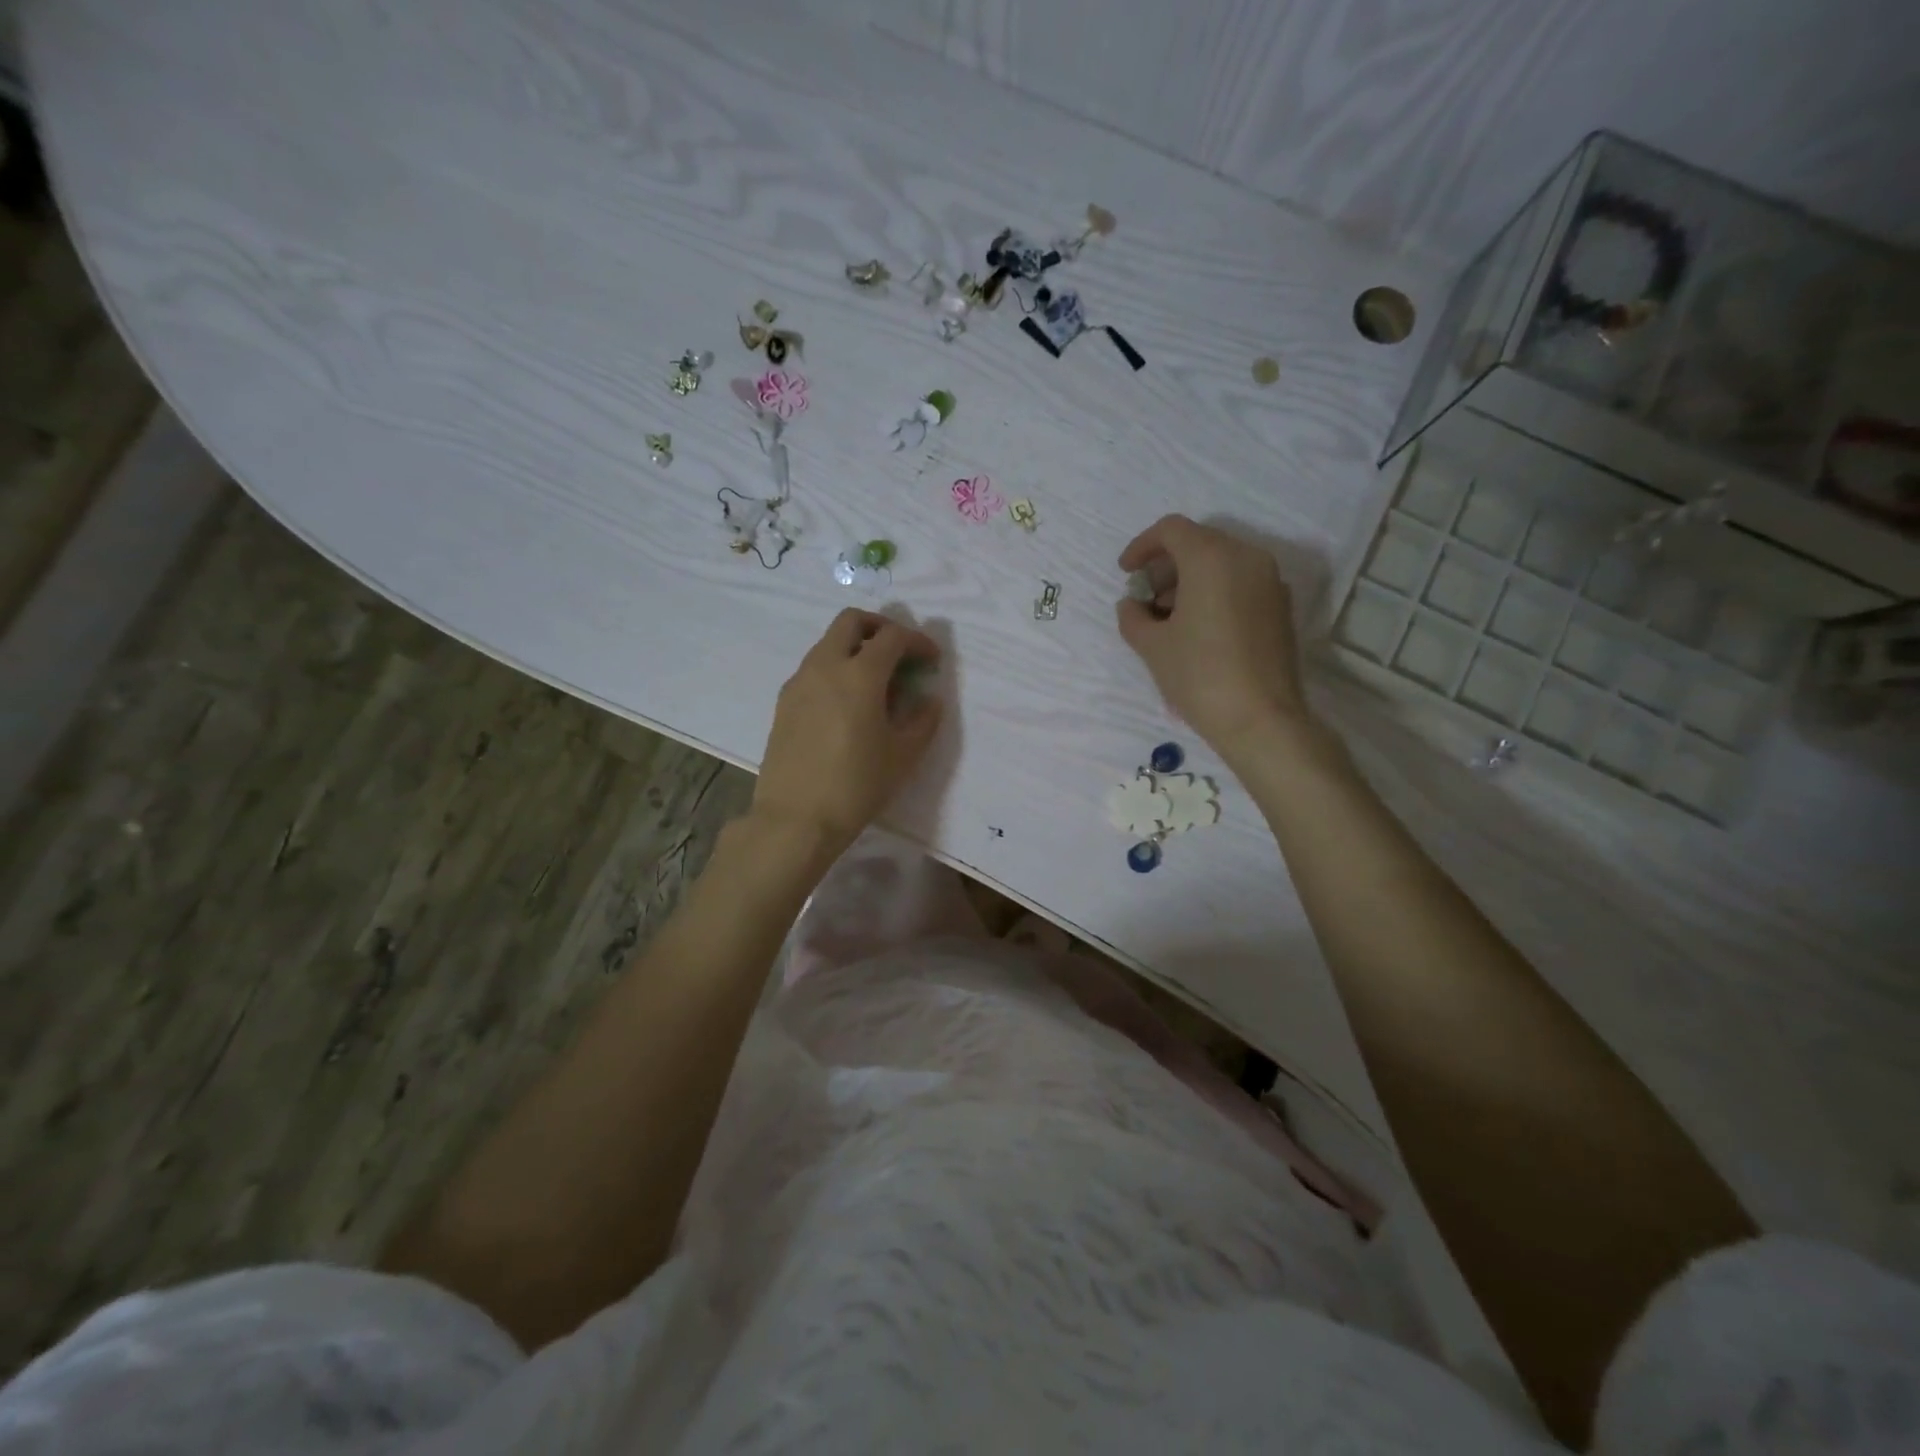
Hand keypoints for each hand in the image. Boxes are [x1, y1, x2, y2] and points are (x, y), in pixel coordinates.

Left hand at [754, 609, 943, 854]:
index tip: (932, 660)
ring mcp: (799, 683)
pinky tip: (848, 705)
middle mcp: (825, 666)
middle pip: (851, 621)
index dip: (917, 641)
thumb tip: (928, 699)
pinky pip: (814, 669)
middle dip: (880, 627)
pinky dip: (836, 670)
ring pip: (828, 644)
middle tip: (900, 653)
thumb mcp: (903, 756)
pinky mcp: (783, 703)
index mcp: (859, 674)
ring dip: (855, 648)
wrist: (795, 820)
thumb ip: (922, 720)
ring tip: (876, 683)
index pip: (892, 637)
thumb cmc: (856, 786)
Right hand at [1115, 515, 1309, 753]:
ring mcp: (1270, 582)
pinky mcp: (1281, 607)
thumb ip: (1133, 616)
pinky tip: (1199, 629)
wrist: (1261, 719)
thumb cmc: (1199, 675)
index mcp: (1212, 558)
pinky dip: (1215, 592)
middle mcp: (1247, 558)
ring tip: (1169, 619)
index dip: (1142, 546)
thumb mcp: (1151, 646)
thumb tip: (1132, 605)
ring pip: (1222, 563)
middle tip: (1146, 599)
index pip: (1171, 530)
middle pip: (1198, 543)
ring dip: (1190, 581)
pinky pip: (1240, 583)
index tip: (1126, 572)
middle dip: (1166, 566)